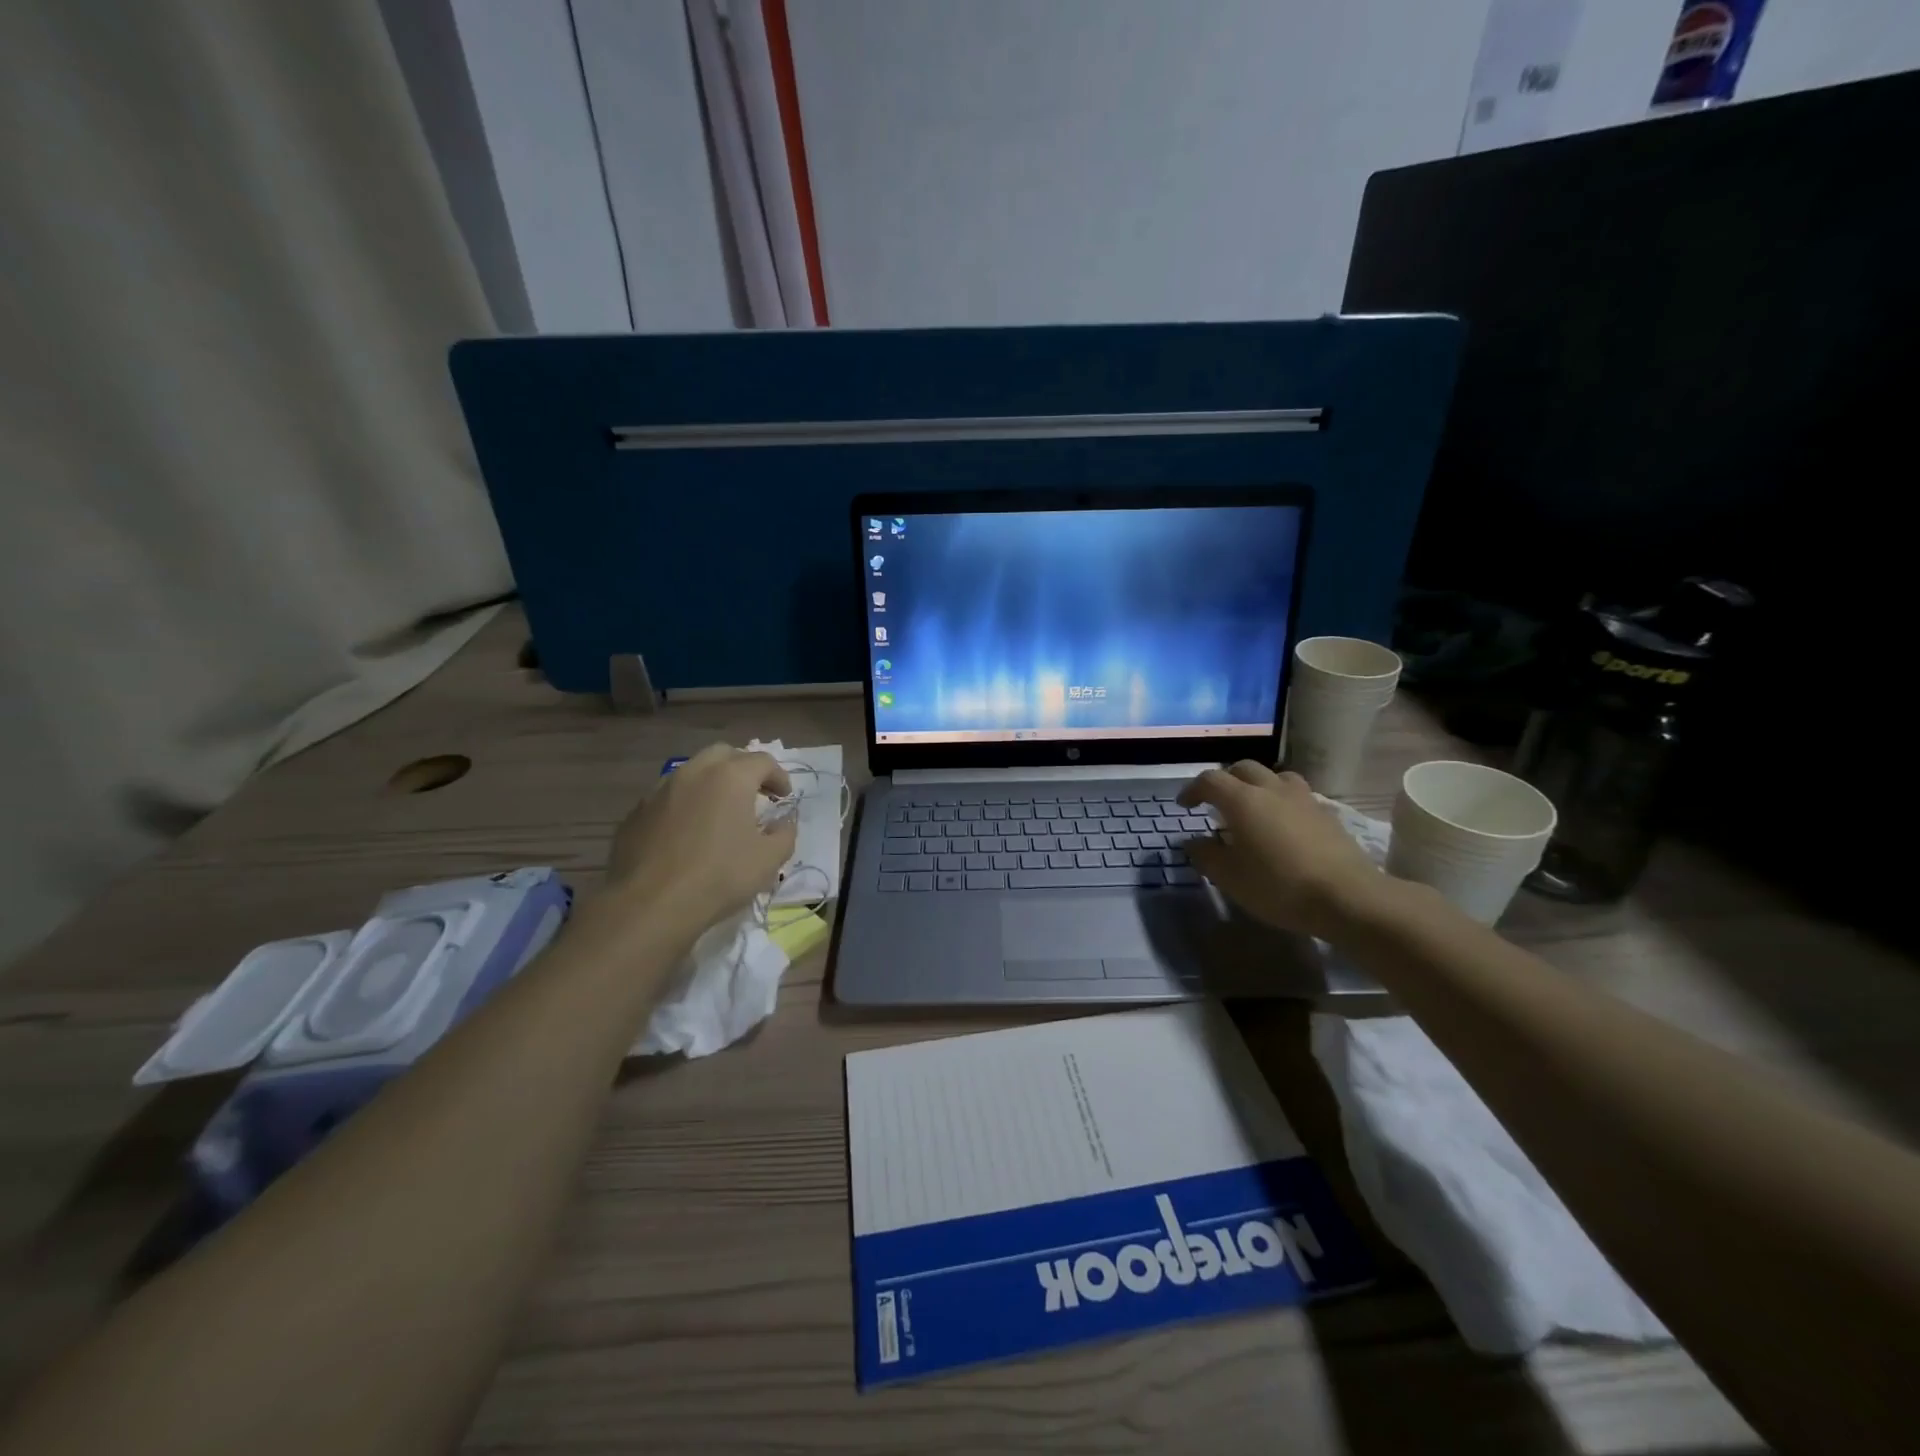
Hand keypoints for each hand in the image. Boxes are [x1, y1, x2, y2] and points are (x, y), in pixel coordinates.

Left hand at [600, 745, 796, 932]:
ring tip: (719, 813)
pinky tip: (687, 834)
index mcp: (730, 777)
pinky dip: (684, 805)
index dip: (779, 777)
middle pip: (724, 754)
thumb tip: (783, 823)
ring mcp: (660, 790)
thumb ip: (785, 834)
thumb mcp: (769, 860)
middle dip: (743, 769)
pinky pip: (668, 798)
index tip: (784, 798)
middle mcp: (694, 772)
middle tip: (753, 795)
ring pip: (691, 773)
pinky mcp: (636, 812)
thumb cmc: (719, 877)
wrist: (650, 905)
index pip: (763, 761)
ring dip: (711, 784)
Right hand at [1178, 762, 1386, 939]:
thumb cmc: (1279, 886)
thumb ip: (1206, 856)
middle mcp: (1271, 789)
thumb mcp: (1230, 878)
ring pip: (1274, 776)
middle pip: (1242, 768)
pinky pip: (1296, 794)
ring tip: (1253, 806)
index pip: (1210, 780)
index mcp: (1242, 800)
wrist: (1347, 897)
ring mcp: (1303, 798)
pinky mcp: (1326, 813)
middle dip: (1225, 780)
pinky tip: (1283, 824)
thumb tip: (1193, 842)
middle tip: (1217, 802)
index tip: (1185, 805)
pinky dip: (1282, 800)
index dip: (1193, 789)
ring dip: (1257, 784)